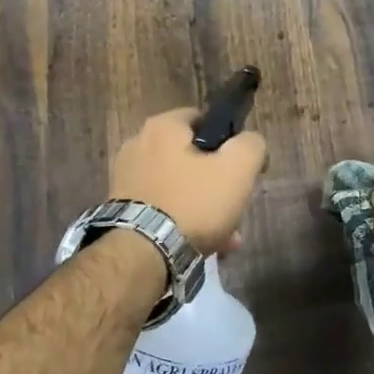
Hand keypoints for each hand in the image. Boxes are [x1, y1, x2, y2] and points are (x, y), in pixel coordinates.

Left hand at [109, 108, 267, 255]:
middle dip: (217, 184)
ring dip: (204, 208)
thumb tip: (249, 143)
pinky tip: (202, 246)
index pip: (203, 119)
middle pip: (192, 158)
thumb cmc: (193, 203)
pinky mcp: (121, 208)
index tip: (242, 168)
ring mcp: (125, 178)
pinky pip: (162, 207)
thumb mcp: (238, 169)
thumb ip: (251, 145)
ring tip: (225, 237)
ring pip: (179, 187)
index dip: (229, 141)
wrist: (143, 254)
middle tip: (235, 208)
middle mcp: (137, 145)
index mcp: (162, 126)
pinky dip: (182, 221)